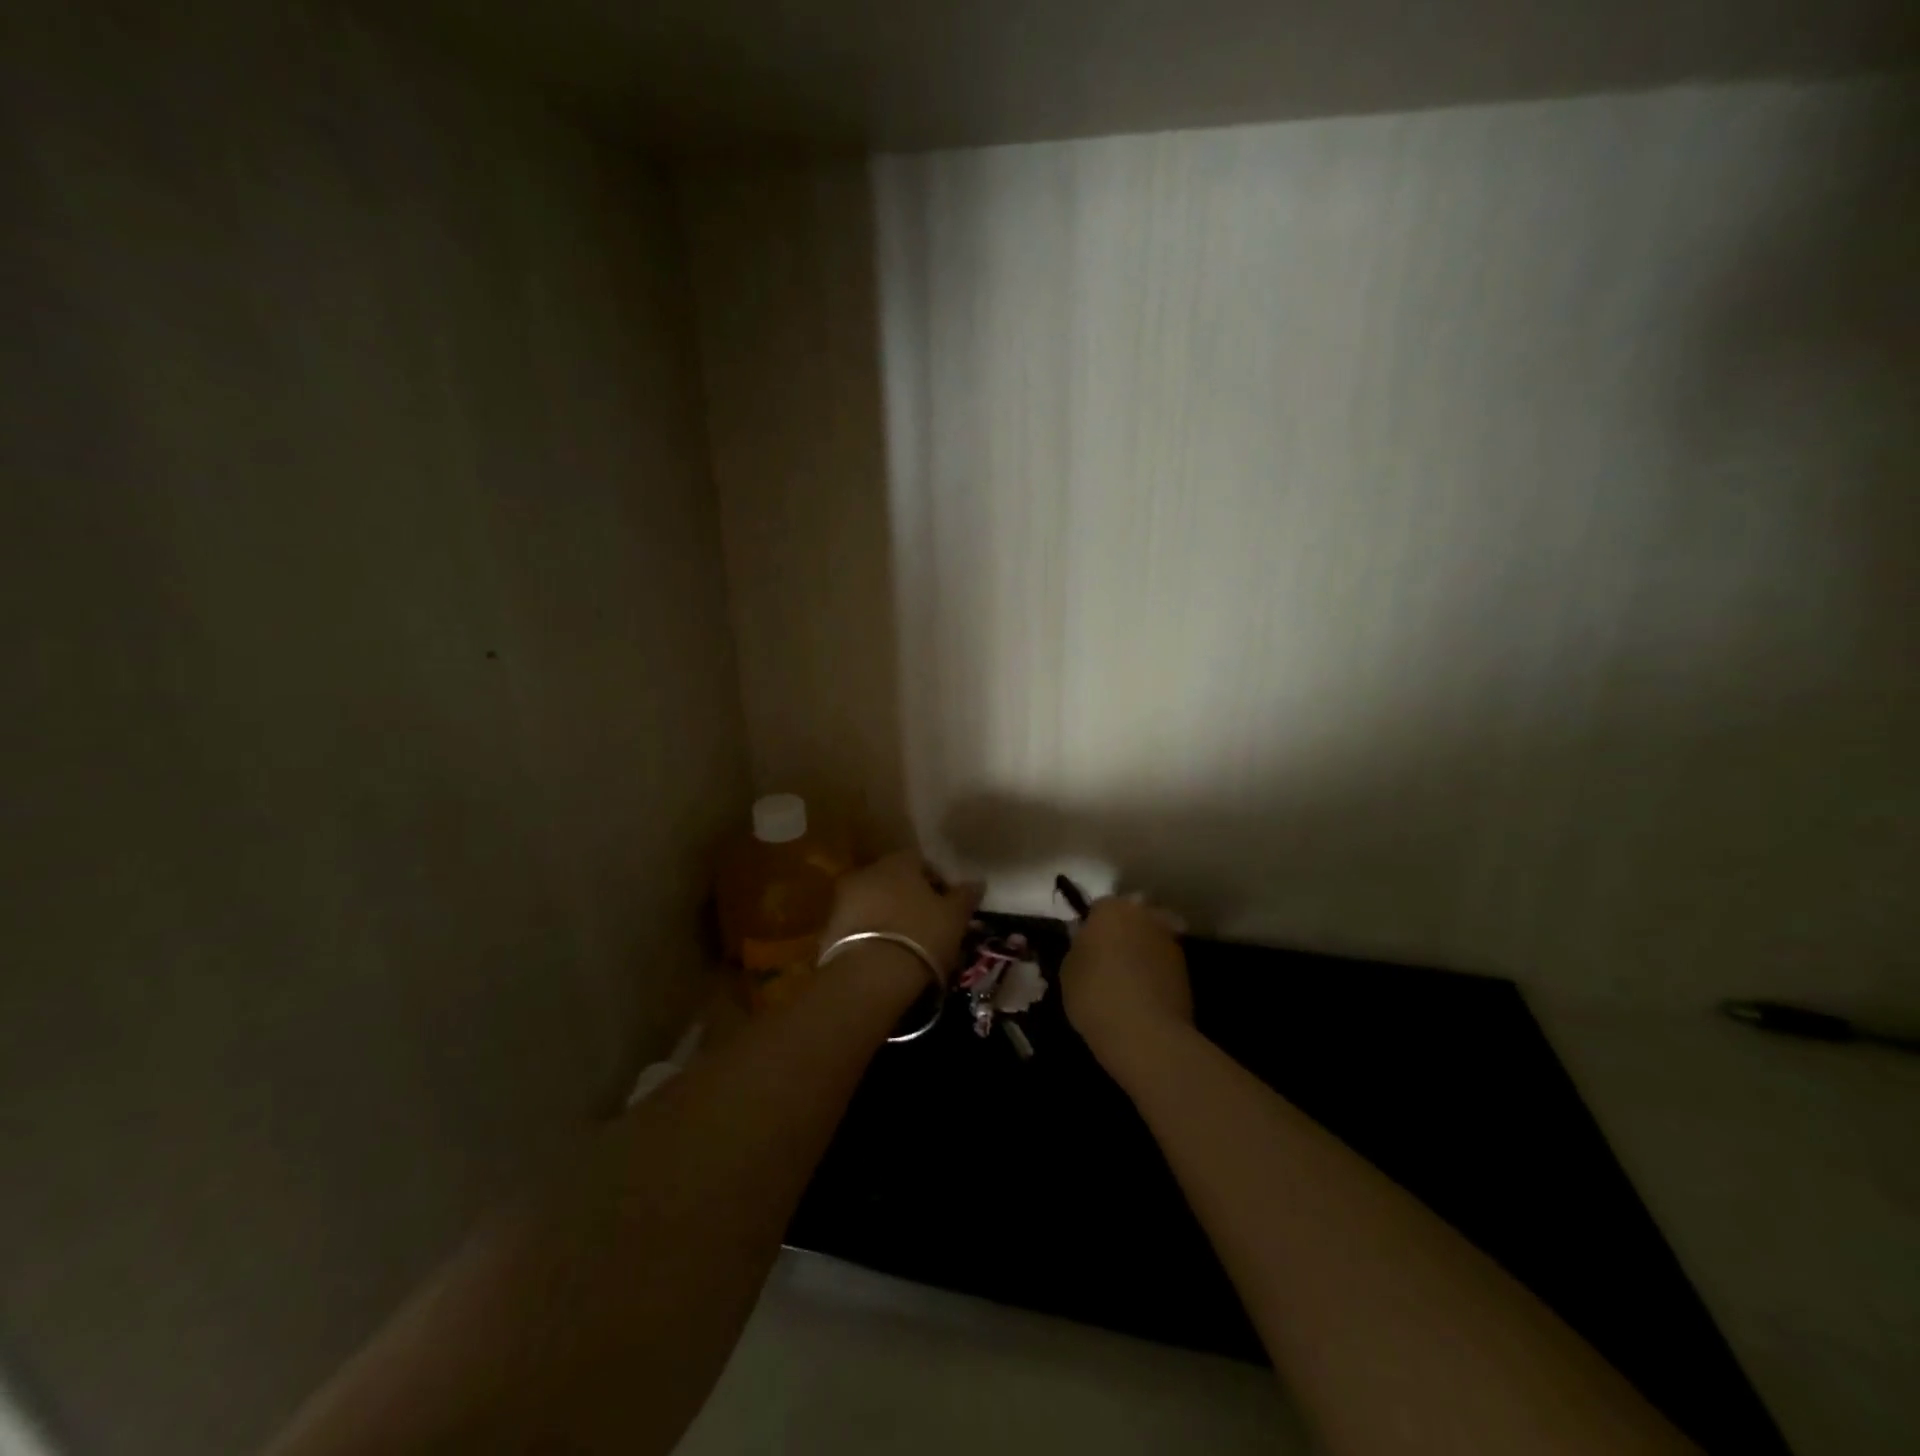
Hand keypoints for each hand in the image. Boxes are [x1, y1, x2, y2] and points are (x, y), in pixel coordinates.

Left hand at [822, 852, 983, 989]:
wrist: (869, 975)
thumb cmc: (921, 935)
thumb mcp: (954, 917)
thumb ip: (965, 896)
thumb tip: (977, 882)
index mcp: (899, 861)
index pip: (922, 862)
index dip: (937, 883)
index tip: (948, 906)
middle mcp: (867, 871)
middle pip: (894, 880)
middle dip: (909, 897)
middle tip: (927, 924)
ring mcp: (843, 899)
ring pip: (873, 902)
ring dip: (888, 915)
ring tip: (906, 943)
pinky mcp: (828, 929)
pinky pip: (857, 926)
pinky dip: (871, 934)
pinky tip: (884, 955)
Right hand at [1061, 897, 1192, 1078]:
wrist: (1145, 1033)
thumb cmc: (1095, 994)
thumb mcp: (1068, 970)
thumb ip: (1079, 949)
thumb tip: (1087, 944)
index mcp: (1111, 908)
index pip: (1099, 907)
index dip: (1092, 926)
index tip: (1086, 946)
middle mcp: (1145, 915)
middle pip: (1132, 917)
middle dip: (1123, 931)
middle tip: (1109, 958)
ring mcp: (1170, 941)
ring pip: (1152, 938)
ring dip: (1142, 951)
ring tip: (1128, 980)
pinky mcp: (1187, 969)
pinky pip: (1164, 963)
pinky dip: (1156, 972)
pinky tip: (1144, 994)